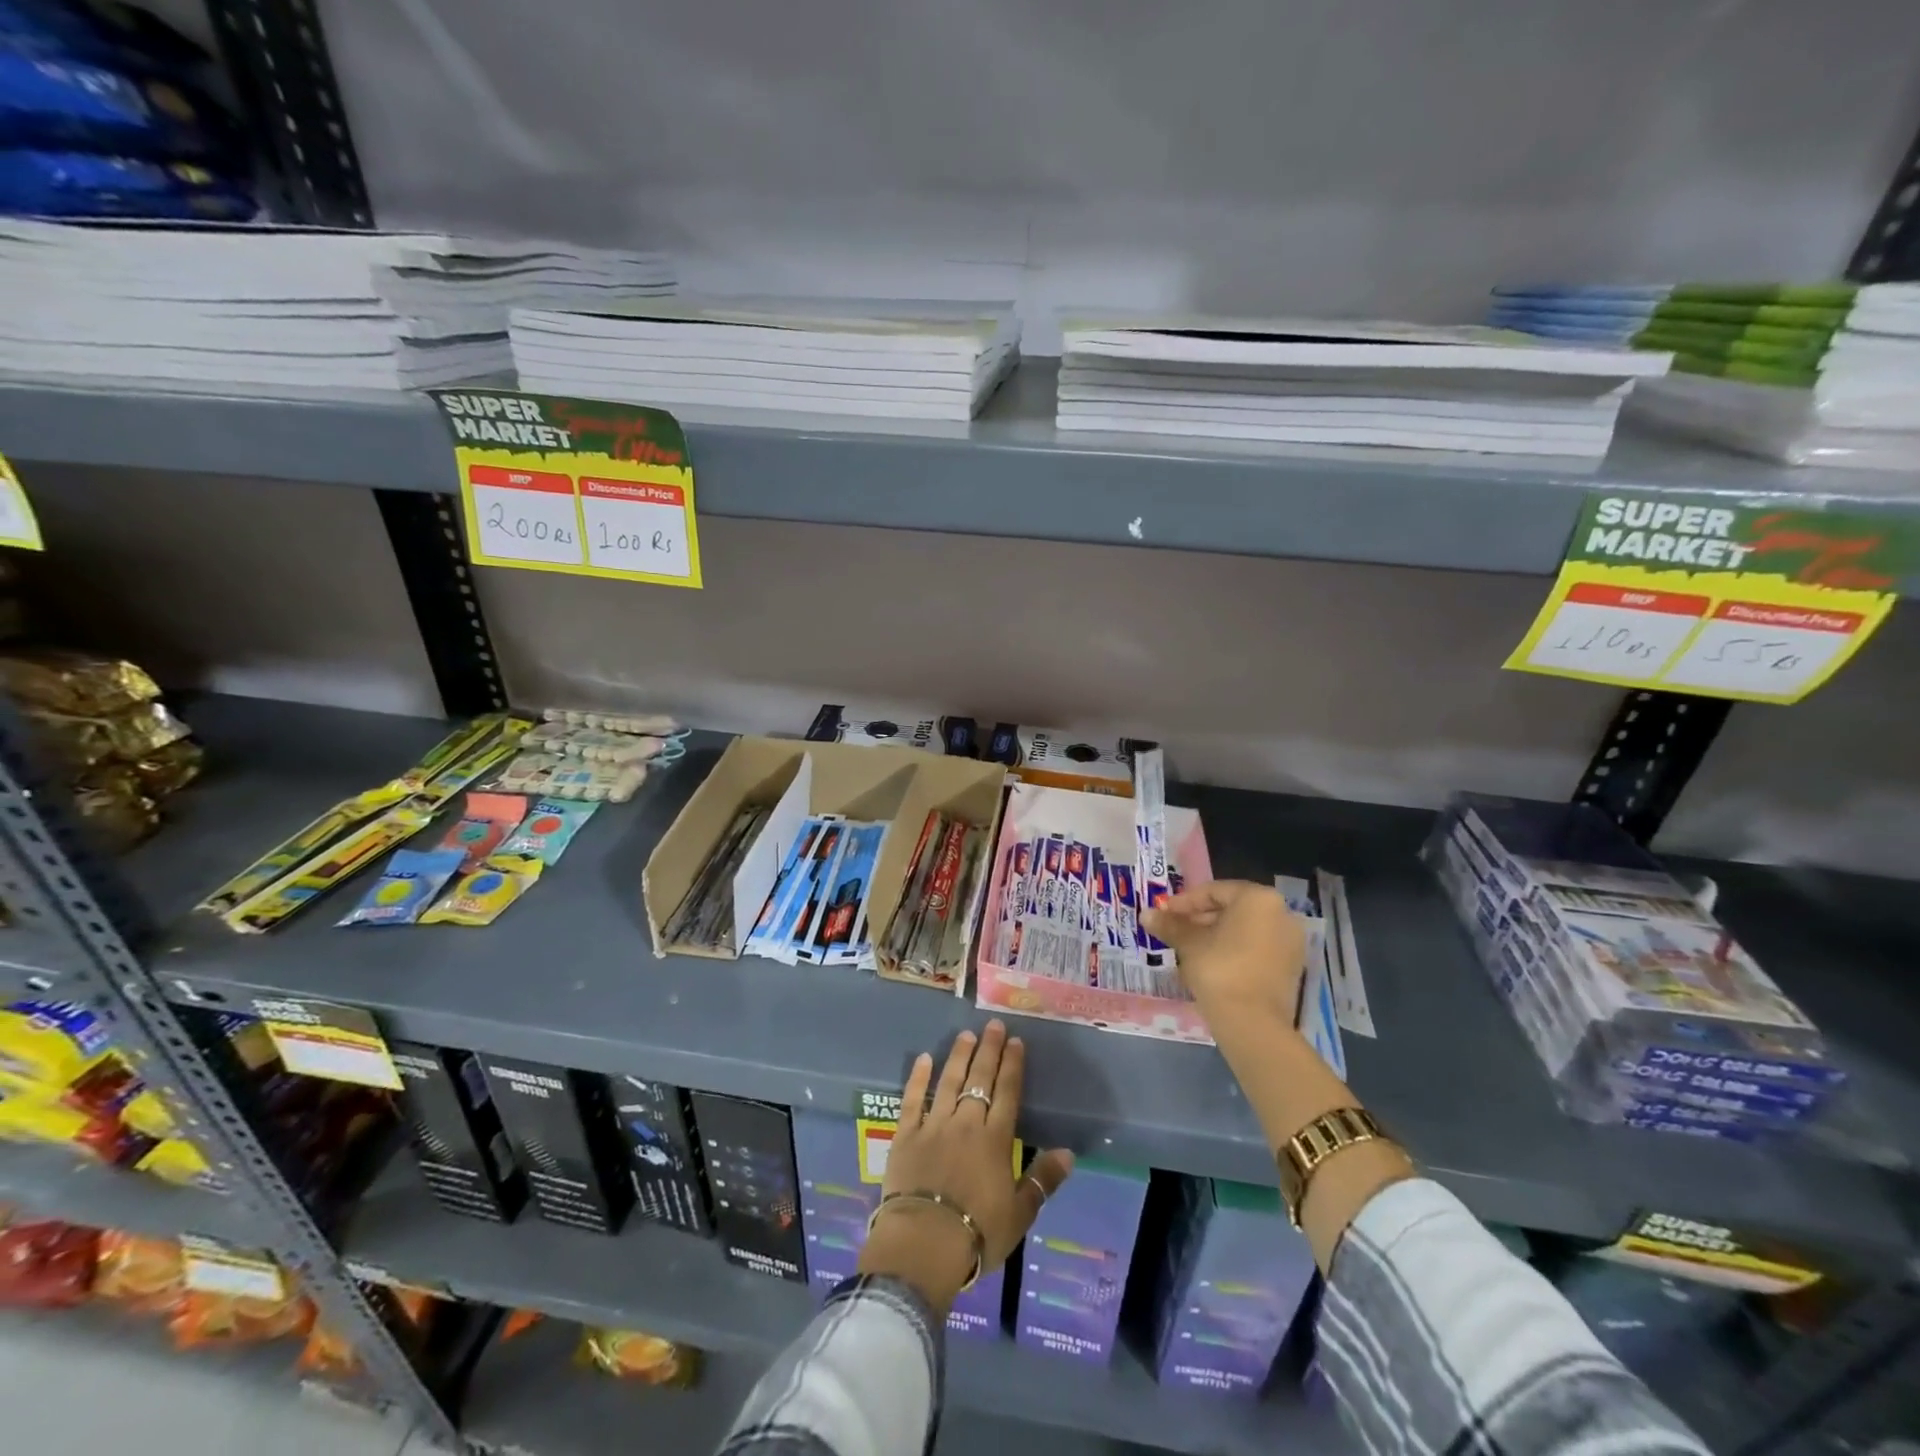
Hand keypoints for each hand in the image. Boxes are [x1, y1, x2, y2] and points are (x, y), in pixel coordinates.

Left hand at [859, 1020, 1074, 1312]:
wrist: (924, 1242)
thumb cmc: (977, 1233)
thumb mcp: (1020, 1214)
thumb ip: (1043, 1180)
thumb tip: (1069, 1153)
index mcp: (994, 1140)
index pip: (1007, 1093)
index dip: (1012, 1066)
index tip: (1016, 1041)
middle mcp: (966, 1124)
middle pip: (979, 1080)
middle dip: (988, 1050)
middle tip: (993, 1025)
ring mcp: (934, 1126)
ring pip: (948, 1082)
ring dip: (958, 1056)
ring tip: (966, 1034)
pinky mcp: (906, 1135)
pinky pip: (912, 1100)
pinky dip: (918, 1078)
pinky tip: (923, 1058)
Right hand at [1141, 880, 1306, 1028]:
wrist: (1252, 1023)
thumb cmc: (1219, 969)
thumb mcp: (1189, 944)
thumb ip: (1169, 925)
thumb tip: (1146, 914)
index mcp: (1258, 899)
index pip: (1214, 891)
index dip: (1184, 902)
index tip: (1164, 914)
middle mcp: (1282, 914)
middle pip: (1232, 909)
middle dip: (1200, 919)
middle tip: (1174, 931)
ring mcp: (1290, 942)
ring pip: (1244, 930)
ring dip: (1215, 935)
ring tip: (1188, 948)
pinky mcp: (1291, 968)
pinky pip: (1257, 948)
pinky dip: (1234, 950)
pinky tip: (1210, 963)